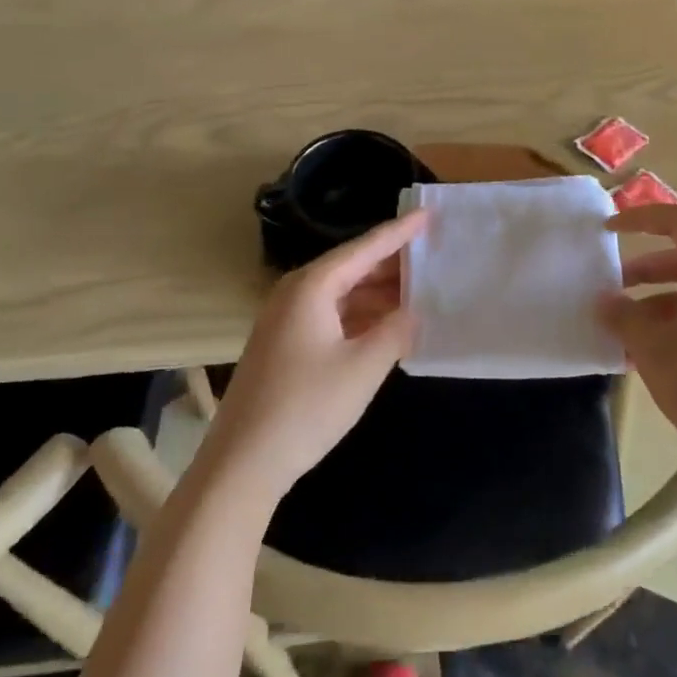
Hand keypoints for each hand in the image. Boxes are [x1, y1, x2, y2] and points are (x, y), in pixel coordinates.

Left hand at [203, 210, 427, 503]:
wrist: (243, 463)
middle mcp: (296, 293)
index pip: (364, 248)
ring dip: (379, 292)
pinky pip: (332, 315)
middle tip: (434, 256)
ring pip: (343, 293)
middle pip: (352, 266)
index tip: (429, 214)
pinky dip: (362, 315)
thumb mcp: (363, 368)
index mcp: (312, 287)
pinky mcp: (286, 345)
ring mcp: (287, 319)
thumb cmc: (306, 408)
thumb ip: (396, 331)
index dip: (399, 232)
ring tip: (421, 289)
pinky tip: (389, 325)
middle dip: (393, 263)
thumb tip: (415, 311)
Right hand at [598, 205, 676, 480]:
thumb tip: (602, 301)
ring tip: (618, 332)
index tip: (608, 230)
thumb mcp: (654, 349)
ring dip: (650, 305)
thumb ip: (623, 317)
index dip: (642, 217)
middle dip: (641, 271)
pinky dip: (666, 329)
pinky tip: (640, 360)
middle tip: (608, 289)